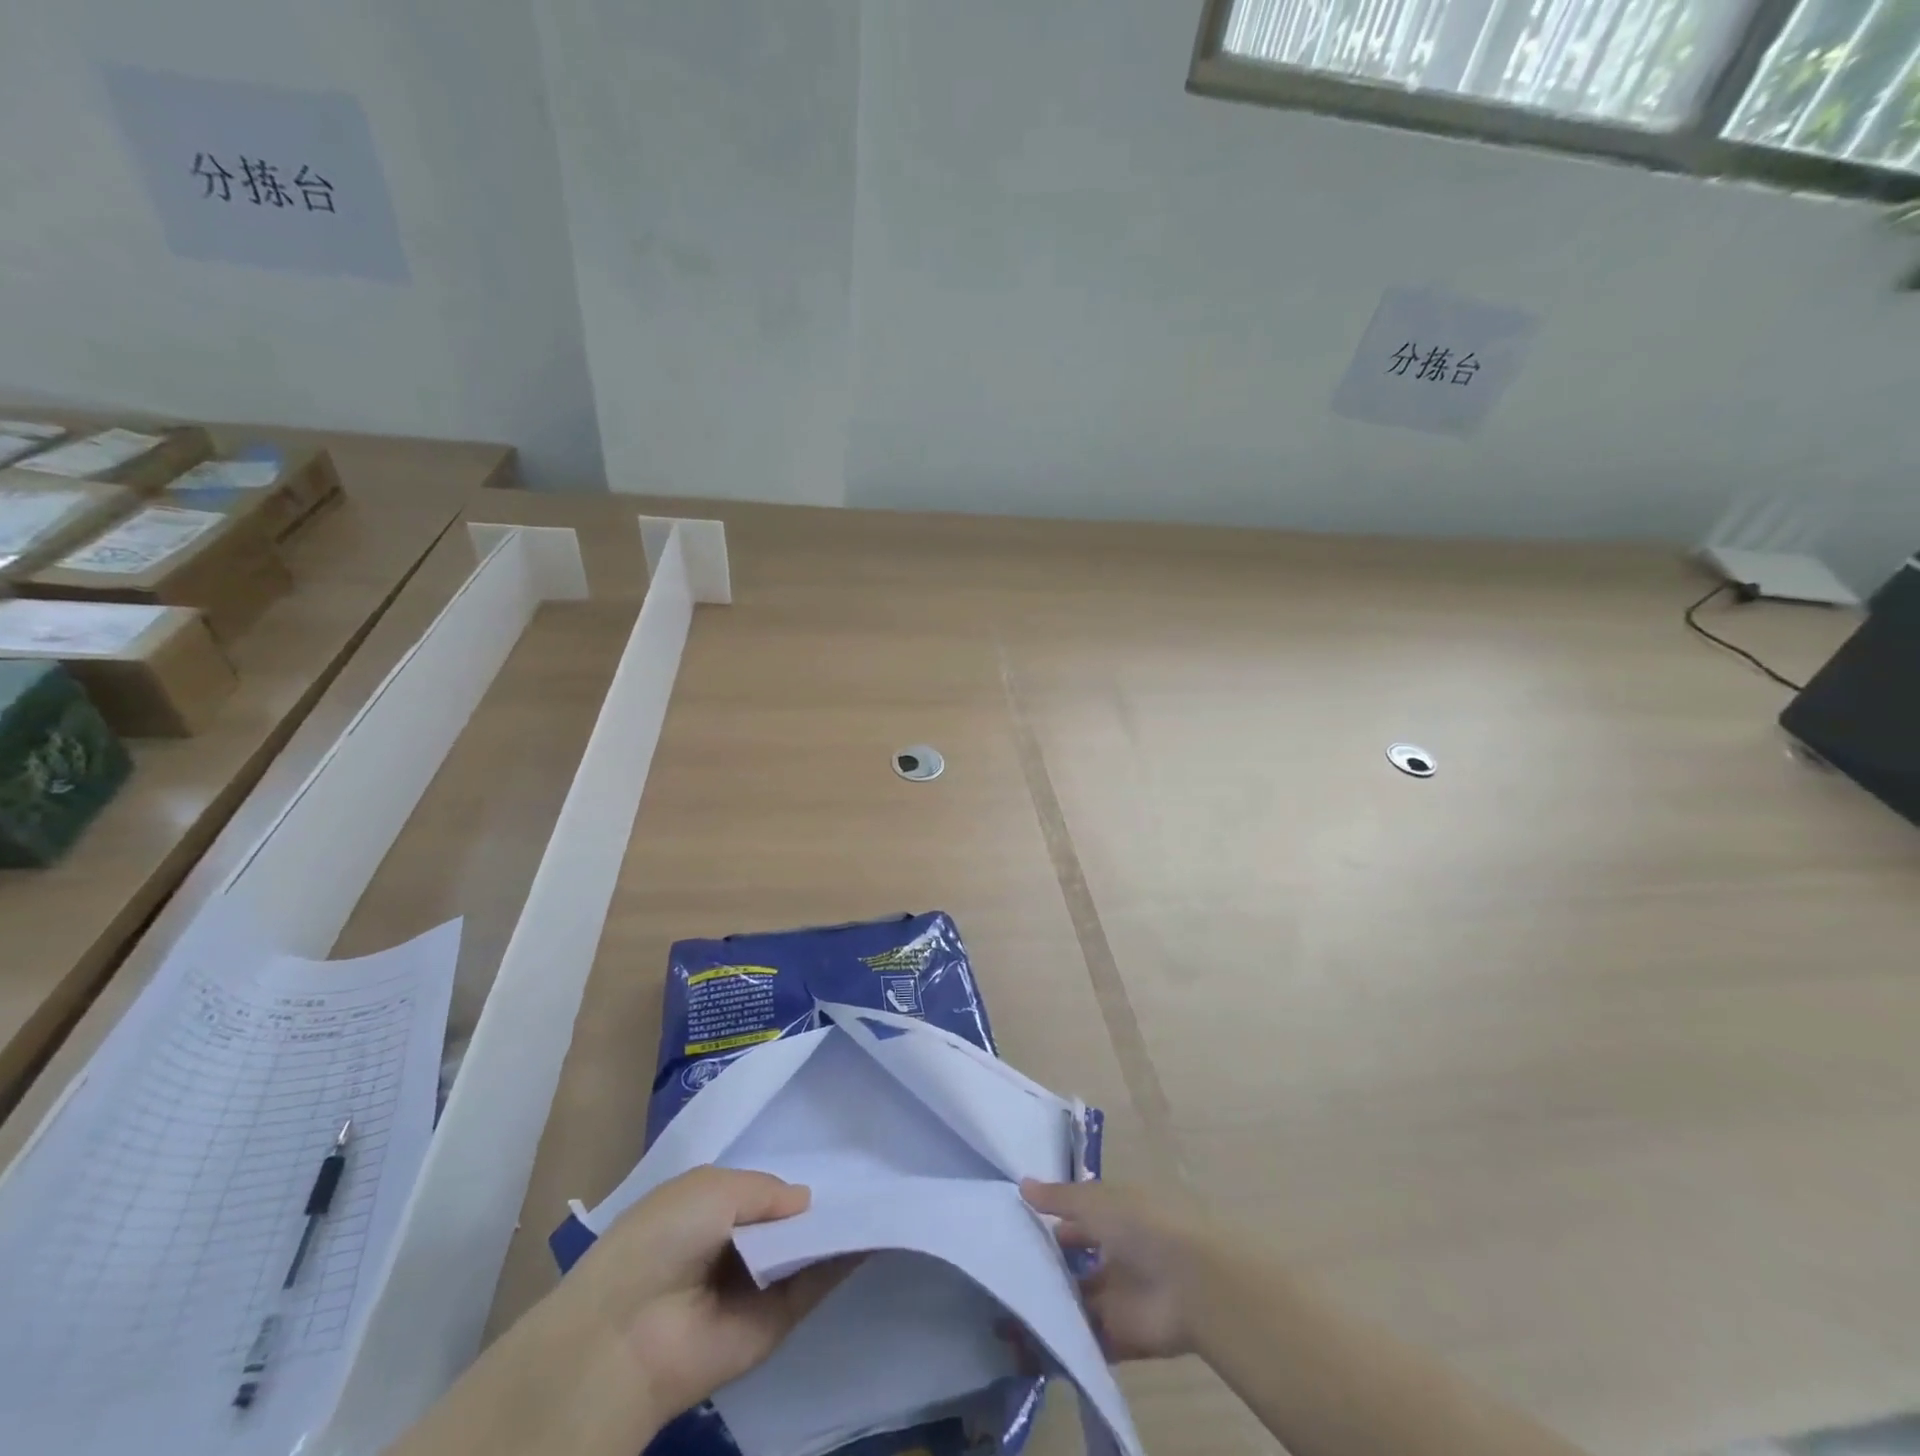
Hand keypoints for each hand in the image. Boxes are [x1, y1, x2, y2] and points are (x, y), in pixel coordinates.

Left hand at [387, 1166, 846, 1455]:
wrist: (629, 1334)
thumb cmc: (662, 1238)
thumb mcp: (712, 1187)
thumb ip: (766, 1190)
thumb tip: (807, 1202)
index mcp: (710, 1210)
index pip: (761, 1191)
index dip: (790, 1179)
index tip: (838, 1154)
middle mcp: (735, 1246)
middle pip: (787, 1221)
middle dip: (819, 1202)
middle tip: (870, 1172)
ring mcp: (757, 1285)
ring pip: (806, 1251)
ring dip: (838, 1228)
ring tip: (883, 1194)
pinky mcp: (776, 1322)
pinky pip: (814, 1285)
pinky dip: (843, 1261)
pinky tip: (874, 1232)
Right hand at [1021, 1178, 1209, 1361]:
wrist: (1190, 1283)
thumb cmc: (1142, 1227)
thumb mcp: (1095, 1201)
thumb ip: (1059, 1198)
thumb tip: (1022, 1184)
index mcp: (1117, 1218)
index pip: (1079, 1219)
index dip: (1053, 1222)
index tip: (1018, 1229)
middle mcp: (1118, 1255)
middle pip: (1079, 1263)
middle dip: (1051, 1268)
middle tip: (1008, 1273)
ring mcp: (1121, 1297)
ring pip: (1082, 1302)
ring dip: (1057, 1305)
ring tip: (1012, 1308)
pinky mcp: (1124, 1336)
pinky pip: (1092, 1340)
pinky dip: (1069, 1341)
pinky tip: (1035, 1340)